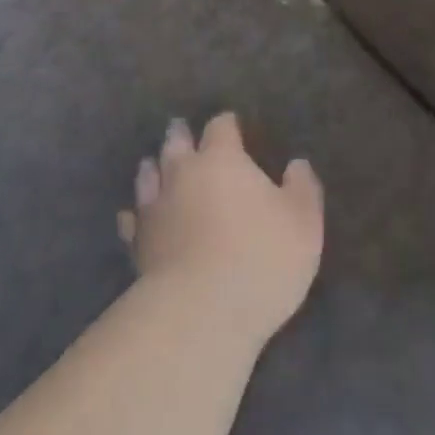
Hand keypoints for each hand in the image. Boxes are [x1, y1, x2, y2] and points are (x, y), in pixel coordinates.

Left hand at [118, 113, 322, 347]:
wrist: (201, 310)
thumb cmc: (261, 259)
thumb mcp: (303, 223)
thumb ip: (302, 188)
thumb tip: (297, 164)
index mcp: (221, 159)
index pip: (221, 127)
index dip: (227, 124)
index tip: (232, 125)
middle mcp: (183, 171)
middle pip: (176, 141)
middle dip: (181, 134)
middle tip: (182, 131)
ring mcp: (156, 205)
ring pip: (148, 173)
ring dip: (154, 167)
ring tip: (155, 164)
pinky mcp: (138, 241)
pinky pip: (132, 219)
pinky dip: (134, 214)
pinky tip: (133, 217)